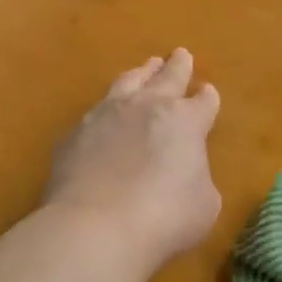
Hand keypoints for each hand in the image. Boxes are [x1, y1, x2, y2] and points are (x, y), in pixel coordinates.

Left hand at [42, 49, 222, 269]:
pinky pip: (94, 113)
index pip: (204, 102)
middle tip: (180, 54)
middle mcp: (147, 107)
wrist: (96, 226)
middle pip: (167, 77)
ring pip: (128, 82)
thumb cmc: (164, 218)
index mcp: (186, 121)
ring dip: (140, 73)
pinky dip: (105, 111)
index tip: (207, 93)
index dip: (207, 98)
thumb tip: (185, 175)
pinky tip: (103, 117)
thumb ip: (198, 180)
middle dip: (177, 66)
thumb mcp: (203, 205)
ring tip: (145, 68)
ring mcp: (107, 115)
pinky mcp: (75, 133)